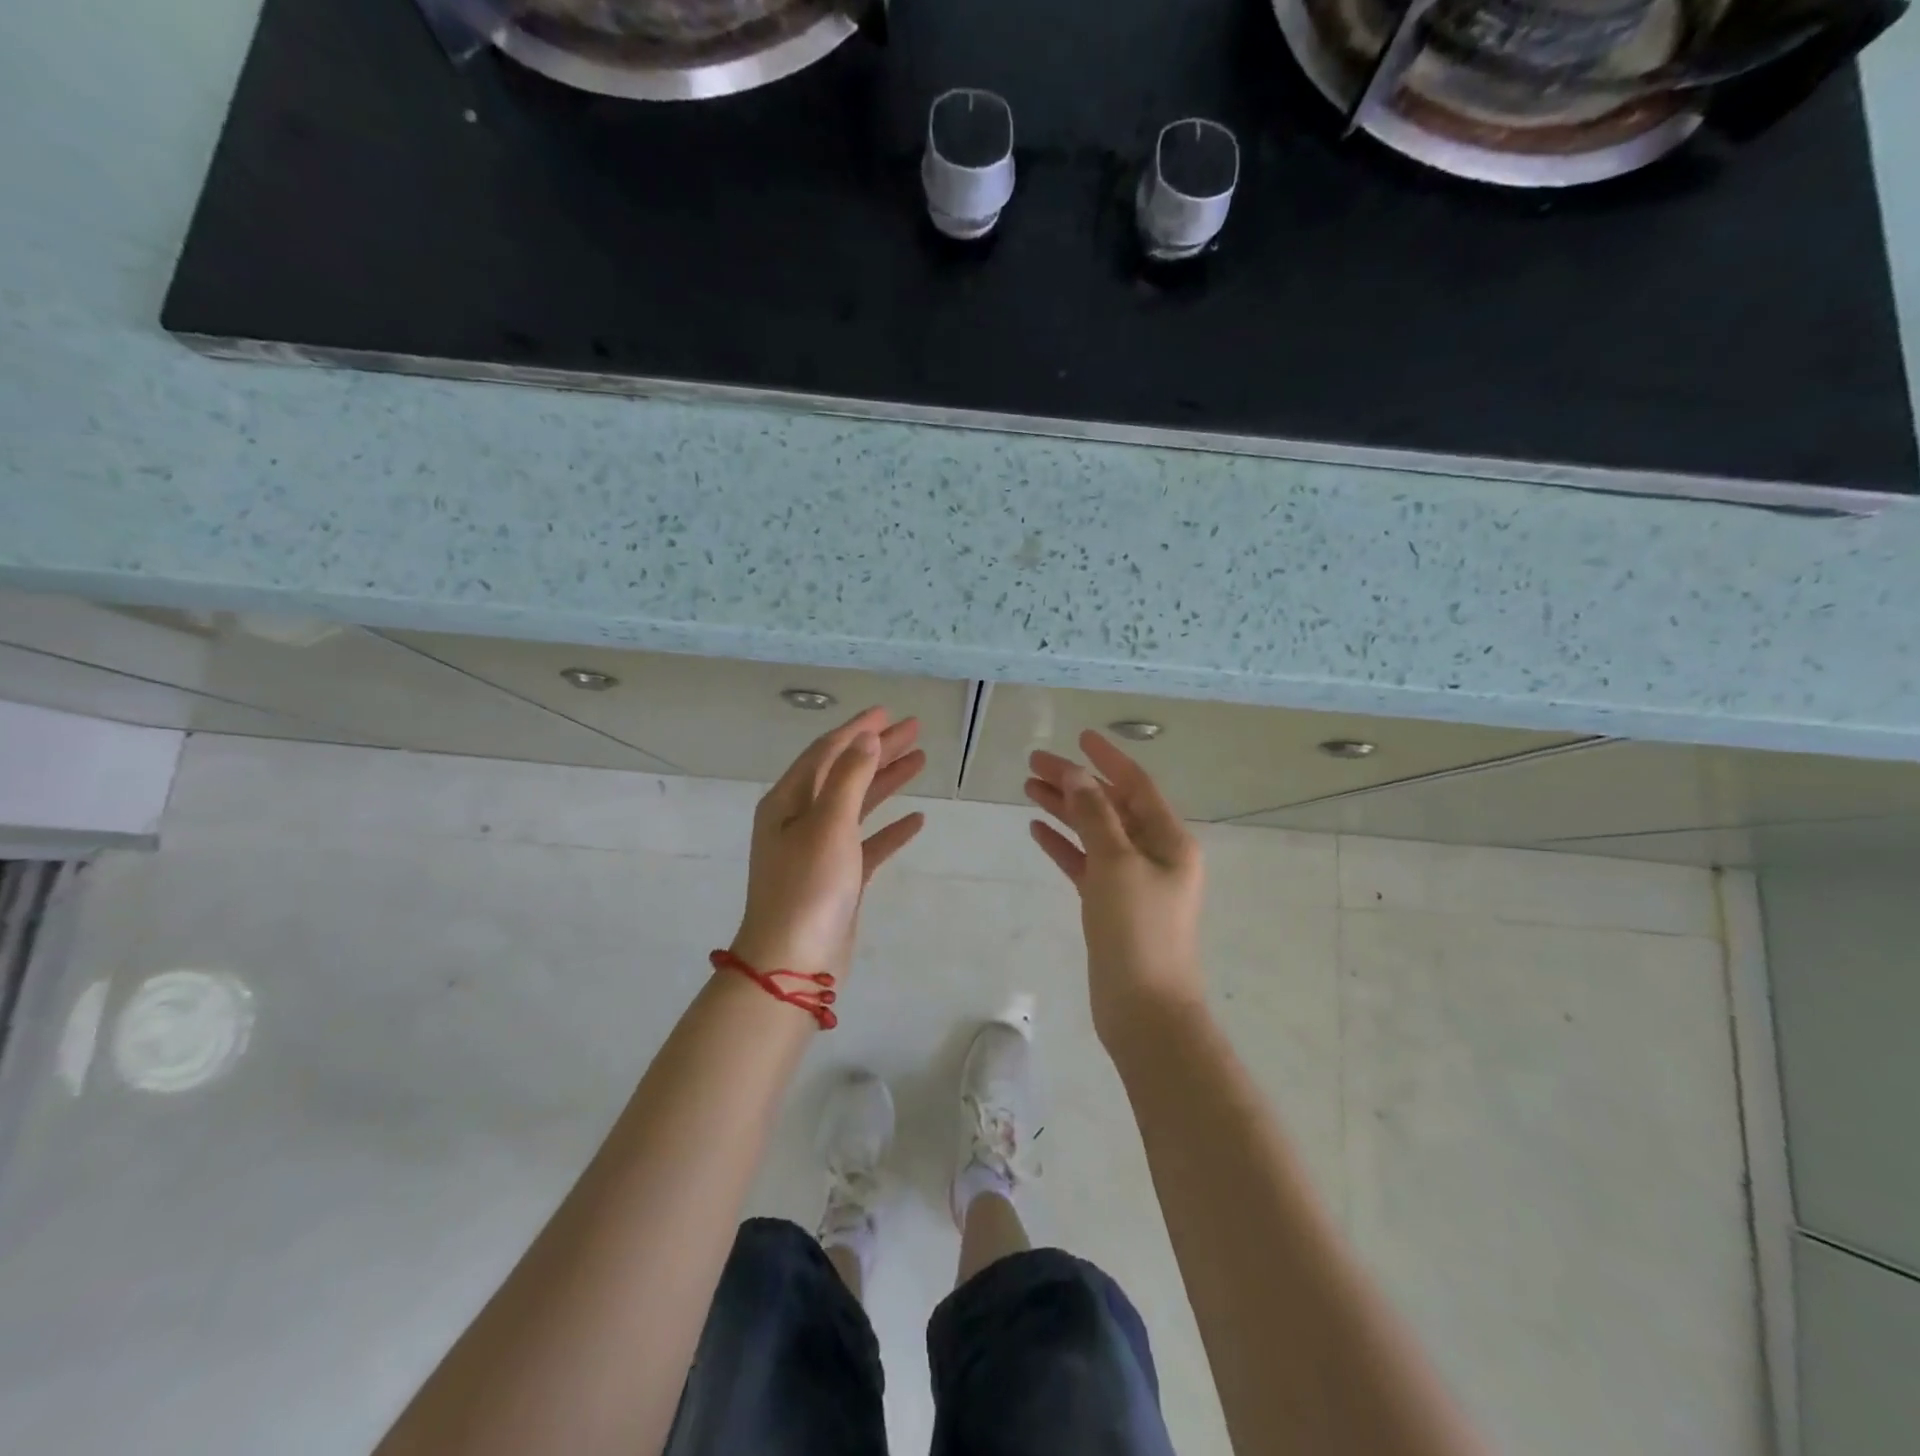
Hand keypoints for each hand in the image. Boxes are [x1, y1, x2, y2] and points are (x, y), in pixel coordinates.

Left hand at [730, 706, 926, 981]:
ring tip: (920, 760)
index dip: (857, 730)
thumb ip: (849, 778)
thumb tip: (866, 738)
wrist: (793, 965)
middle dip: (878, 750)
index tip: (887, 711)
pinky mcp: (838, 878)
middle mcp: (800, 820)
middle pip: (845, 773)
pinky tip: (916, 821)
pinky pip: (867, 843)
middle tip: (914, 729)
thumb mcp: (828, 825)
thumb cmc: (807, 888)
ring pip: (858, 805)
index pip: (826, 752)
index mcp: (788, 801)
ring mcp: (819, 850)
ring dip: (887, 782)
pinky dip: (890, 829)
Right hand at [1026, 730, 1204, 1043]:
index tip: (1079, 736)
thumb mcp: (1116, 863)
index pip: (1136, 785)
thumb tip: (1077, 773)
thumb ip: (1094, 815)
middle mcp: (1154, 854)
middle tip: (1034, 763)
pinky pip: (1085, 863)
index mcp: (1169, 839)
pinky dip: (1064, 844)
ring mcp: (1132, 880)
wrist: (1144, 1009)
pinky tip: (1037, 830)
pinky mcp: (1111, 904)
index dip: (1107, 758)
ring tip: (1028, 788)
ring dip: (1064, 810)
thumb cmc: (1138, 930)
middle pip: (1110, 806)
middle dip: (1075, 783)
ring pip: (1094, 832)